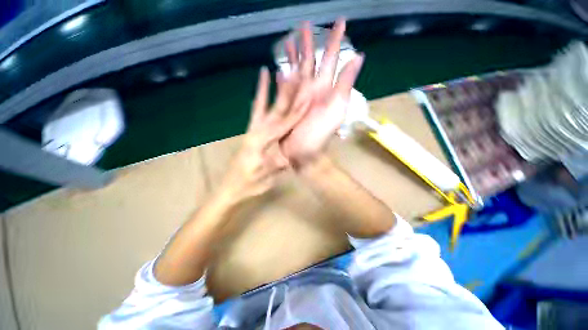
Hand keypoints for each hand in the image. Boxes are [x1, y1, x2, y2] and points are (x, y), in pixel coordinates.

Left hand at [220, 67, 309, 201]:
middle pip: (275, 111)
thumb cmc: (248, 185)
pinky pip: (255, 112)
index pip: (284, 125)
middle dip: (287, 93)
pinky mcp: (250, 133)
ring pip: (264, 107)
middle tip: (295, 74)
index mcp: (261, 143)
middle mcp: (256, 132)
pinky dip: (258, 98)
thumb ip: (278, 163)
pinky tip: (260, 86)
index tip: (308, 97)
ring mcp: (252, 131)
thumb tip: (293, 150)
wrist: (229, 188)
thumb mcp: (266, 178)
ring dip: (270, 90)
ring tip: (274, 70)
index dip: (297, 112)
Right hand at [280, 19, 363, 166]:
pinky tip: (280, 67)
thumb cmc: (320, 134)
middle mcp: (313, 89)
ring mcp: (299, 96)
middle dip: (309, 42)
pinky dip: (283, 76)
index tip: (340, 21)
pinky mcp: (287, 104)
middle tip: (305, 24)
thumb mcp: (337, 109)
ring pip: (297, 70)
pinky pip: (285, 86)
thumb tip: (358, 56)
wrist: (305, 152)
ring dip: (294, 55)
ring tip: (289, 39)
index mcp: (326, 88)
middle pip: (311, 61)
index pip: (332, 58)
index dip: (336, 39)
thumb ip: (346, 84)